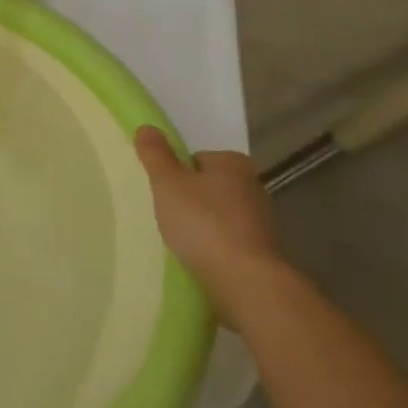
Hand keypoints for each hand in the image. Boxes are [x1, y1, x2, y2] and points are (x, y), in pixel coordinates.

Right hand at [134, 128, 286, 325]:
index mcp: (233, 163)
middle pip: (208, 186)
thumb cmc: (203, 223)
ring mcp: (261, 220)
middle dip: (190, 200)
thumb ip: (156, 155)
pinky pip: (228, 240)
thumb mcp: (168, 184)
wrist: (244, 280)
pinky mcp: (262, 250)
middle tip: (169, 218)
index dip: (175, 175)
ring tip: (182, 242)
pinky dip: (214, 247)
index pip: (195, 159)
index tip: (164, 195)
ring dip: (202, 225)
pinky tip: (200, 259)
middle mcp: (253, 185)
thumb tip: (146, 126)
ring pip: (219, 215)